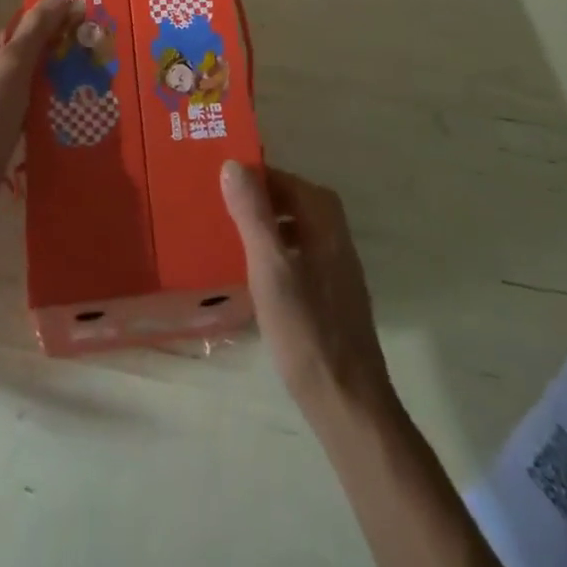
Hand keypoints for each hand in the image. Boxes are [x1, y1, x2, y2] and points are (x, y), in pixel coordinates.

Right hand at [221, 162, 392, 413]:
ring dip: (267, 224)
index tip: (219, 181)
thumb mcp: (270, 267)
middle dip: (259, 198)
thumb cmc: (306, 329)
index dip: (253, 176)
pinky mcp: (333, 293)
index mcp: (324, 219)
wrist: (347, 402)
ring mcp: (337, 265)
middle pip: (292, 199)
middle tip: (220, 207)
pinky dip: (277, 251)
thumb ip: (253, 214)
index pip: (285, 178)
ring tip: (231, 236)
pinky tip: (256, 275)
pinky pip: (299, 253)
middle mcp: (336, 233)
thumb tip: (234, 164)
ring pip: (296, 227)